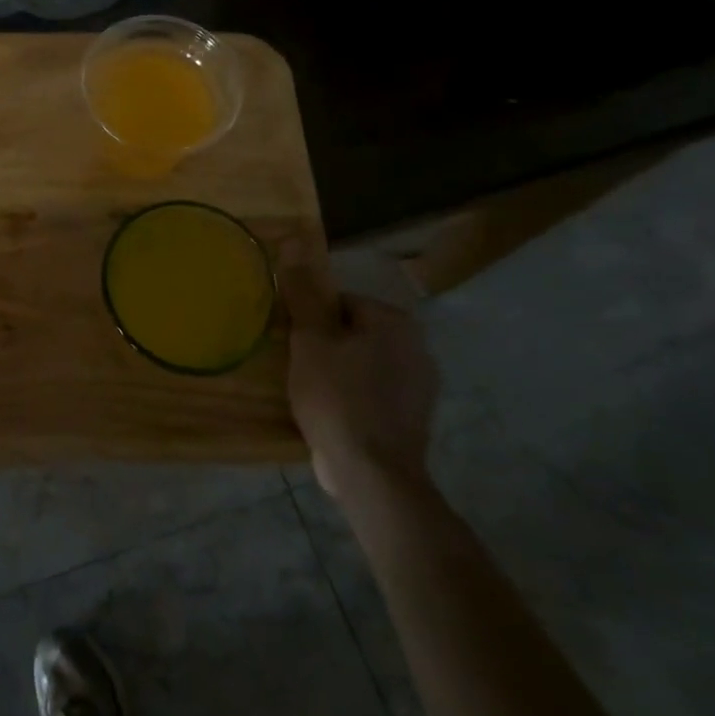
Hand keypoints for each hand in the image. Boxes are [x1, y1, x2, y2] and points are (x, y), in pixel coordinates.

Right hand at [283, 262, 437, 498]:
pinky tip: (334, 416)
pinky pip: (374, 393)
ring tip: (313, 394)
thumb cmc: (337, 397)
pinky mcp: (414, 419)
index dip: (311, 322)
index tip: (295, 345)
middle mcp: (417, 347)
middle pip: (353, 332)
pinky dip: (354, 399)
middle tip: (300, 368)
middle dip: (326, 346)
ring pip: (363, 363)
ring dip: (339, 373)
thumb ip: (302, 293)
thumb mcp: (310, 339)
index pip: (340, 302)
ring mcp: (420, 386)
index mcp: (394, 321)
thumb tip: (294, 241)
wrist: (372, 474)